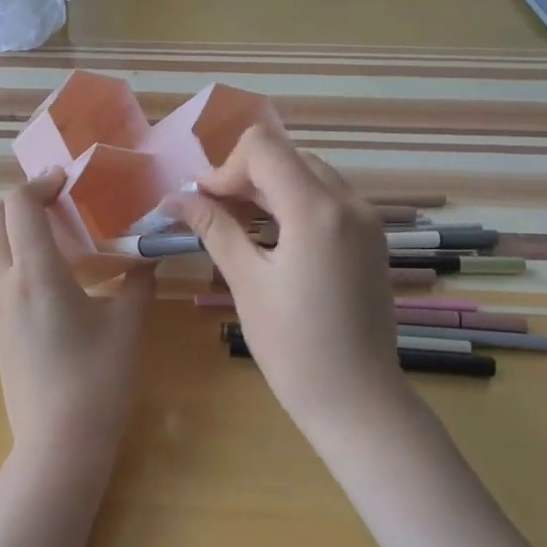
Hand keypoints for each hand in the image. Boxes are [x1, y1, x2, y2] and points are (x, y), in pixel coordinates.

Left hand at [0, 171, 155, 476]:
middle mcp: (4, 284)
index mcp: (35, 274)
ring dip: (18, 228)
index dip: (40, 183)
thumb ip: (139, 280)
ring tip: (62, 236)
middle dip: (22, 200)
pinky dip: (17, 256)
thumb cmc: (97, 382)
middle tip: (62, 203)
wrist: (58, 446)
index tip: (69, 181)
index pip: (19, 205)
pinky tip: (56, 277)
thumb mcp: (128, 326)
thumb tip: (150, 253)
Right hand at [167, 126, 404, 436]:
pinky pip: (329, 199)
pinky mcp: (372, 238)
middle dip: (245, 176)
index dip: (225, 168)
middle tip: (216, 214)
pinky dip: (296, 203)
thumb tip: (174, 198)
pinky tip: (274, 238)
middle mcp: (350, 202)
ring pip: (309, 174)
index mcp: (317, 210)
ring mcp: (367, 219)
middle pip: (288, 156)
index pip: (264, 147)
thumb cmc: (294, 348)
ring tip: (240, 226)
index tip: (204, 203)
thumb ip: (214, 229)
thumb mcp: (248, 283)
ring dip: (270, 188)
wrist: (358, 399)